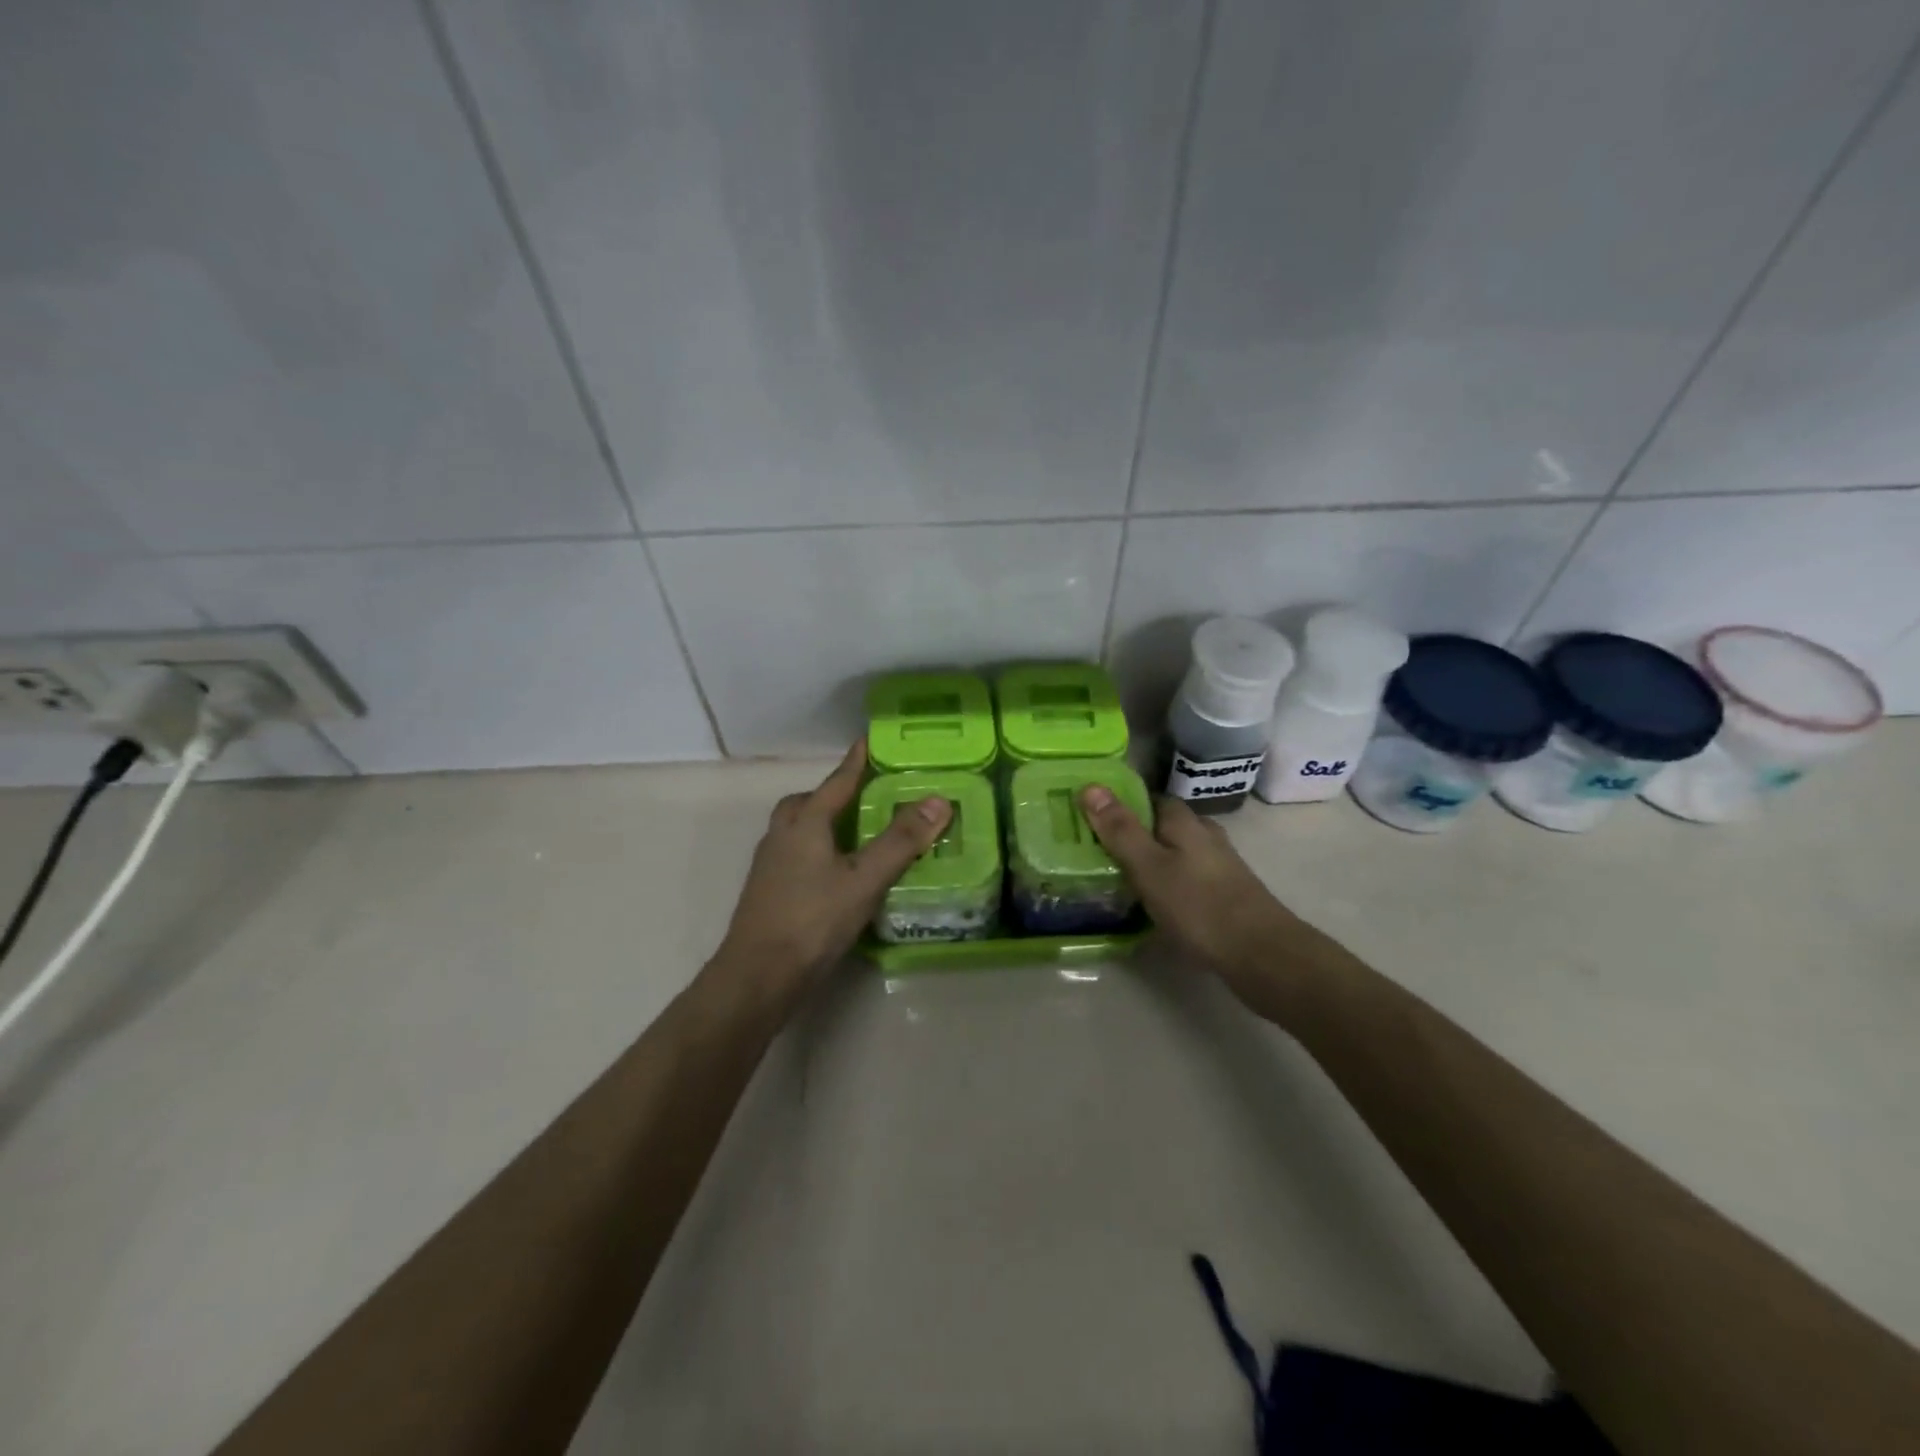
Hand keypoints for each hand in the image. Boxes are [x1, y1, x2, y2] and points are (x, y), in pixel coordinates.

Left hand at [714, 741, 952, 1008]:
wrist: (757, 976)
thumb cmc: (812, 920)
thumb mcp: (865, 880)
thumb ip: (900, 841)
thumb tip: (938, 801)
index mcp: (804, 823)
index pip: (836, 783)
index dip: (855, 762)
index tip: (867, 741)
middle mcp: (781, 836)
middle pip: (805, 803)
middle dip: (831, 795)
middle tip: (860, 798)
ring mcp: (769, 865)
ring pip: (796, 830)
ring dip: (822, 823)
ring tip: (854, 836)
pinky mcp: (766, 892)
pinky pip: (794, 854)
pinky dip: (815, 851)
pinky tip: (835, 874)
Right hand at [1078, 787, 1315, 998]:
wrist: (1262, 955)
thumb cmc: (1198, 906)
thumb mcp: (1148, 867)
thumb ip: (1120, 829)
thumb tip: (1090, 785)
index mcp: (1185, 822)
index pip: (1149, 799)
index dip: (1121, 805)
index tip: (1091, 819)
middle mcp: (1205, 836)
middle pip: (1163, 826)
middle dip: (1135, 835)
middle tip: (1098, 852)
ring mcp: (1220, 866)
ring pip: (1176, 853)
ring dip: (1152, 861)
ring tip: (1119, 879)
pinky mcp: (1226, 894)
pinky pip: (1187, 878)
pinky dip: (1168, 884)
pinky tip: (1154, 904)